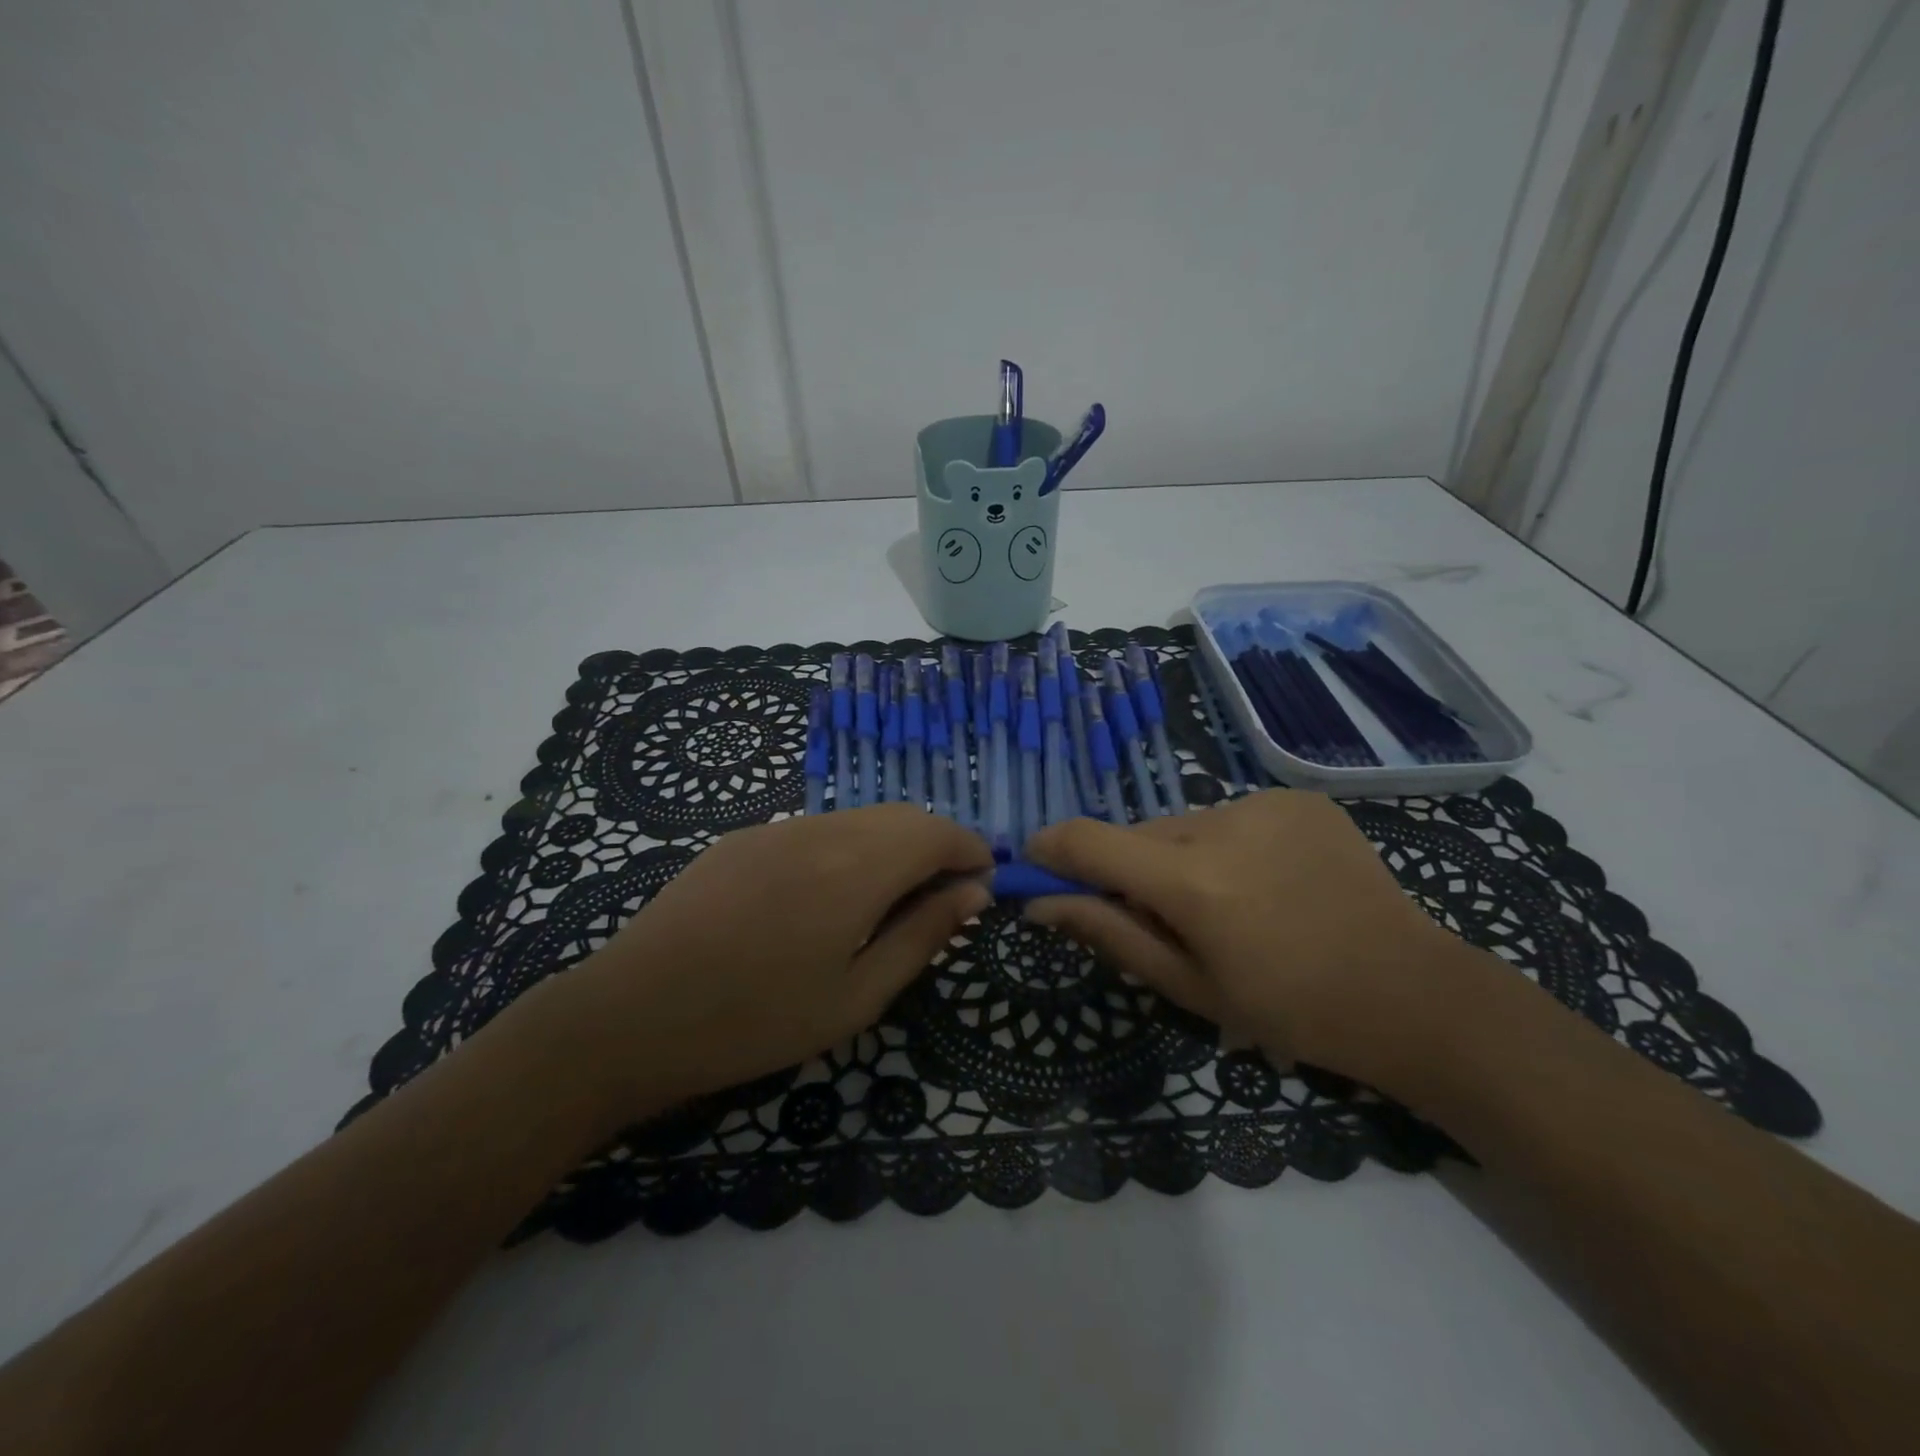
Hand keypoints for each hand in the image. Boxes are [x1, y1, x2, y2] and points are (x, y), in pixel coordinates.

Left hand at [554, 805, 991, 1123]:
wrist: (629, 1014)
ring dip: (892, 846)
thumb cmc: (755, 1021)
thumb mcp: (857, 997)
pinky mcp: (743, 838)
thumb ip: (923, 936)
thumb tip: (974, 893)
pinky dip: (848, 848)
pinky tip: (825, 899)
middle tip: (942, 900)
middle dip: (936, 846)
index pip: (937, 833)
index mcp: (857, 867)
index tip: (983, 885)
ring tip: (887, 904)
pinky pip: (816, 830)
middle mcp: (822, 829)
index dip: (970, 851)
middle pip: (902, 817)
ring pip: (859, 820)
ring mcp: (777, 828)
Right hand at [1023, 789, 1483, 1083]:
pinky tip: (1266, 883)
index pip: (1086, 839)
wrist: (1413, 994)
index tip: (1036, 869)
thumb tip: (1041, 903)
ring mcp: (1265, 803)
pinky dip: (1225, 845)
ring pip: (1183, 825)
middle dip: (1129, 869)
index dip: (1049, 849)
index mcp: (1192, 882)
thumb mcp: (1189, 987)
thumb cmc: (1292, 1011)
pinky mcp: (1297, 797)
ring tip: (1227, 906)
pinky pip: (1230, 816)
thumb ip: (1109, 934)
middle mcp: (1221, 824)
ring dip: (1179, 858)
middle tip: (1162, 918)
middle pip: (1138, 834)